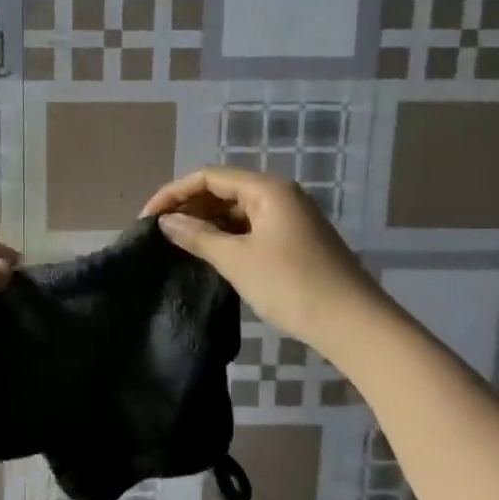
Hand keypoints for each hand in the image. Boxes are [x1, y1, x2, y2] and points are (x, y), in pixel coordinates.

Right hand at [141, 167, 378, 352]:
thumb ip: (197, 236)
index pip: (209, 176)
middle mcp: (279, 194)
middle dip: (189, 206)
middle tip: (159, 233)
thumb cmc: (290, 285)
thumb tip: (166, 222)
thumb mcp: (237, 260)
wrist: (351, 322)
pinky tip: (209, 253)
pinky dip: (226, 235)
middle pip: (223, 189)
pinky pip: (250, 227)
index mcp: (267, 189)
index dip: (173, 193)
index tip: (147, 219)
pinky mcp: (293, 240)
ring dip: (206, 222)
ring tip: (177, 243)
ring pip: (236, 210)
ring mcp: (289, 217)